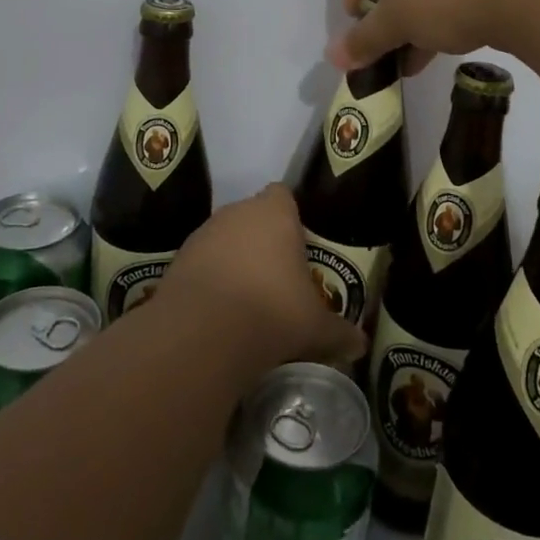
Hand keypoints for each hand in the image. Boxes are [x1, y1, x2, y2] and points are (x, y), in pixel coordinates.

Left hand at [158, 184, 365, 373]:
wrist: (202, 334)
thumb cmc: (272, 313)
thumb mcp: (316, 328)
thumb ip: (339, 332)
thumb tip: (361, 345)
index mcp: (275, 213)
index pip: (283, 195)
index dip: (291, 217)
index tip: (299, 246)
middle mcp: (237, 212)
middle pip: (253, 216)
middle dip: (263, 241)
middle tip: (278, 279)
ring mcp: (203, 233)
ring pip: (224, 238)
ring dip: (233, 260)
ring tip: (247, 301)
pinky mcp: (178, 259)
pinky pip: (201, 263)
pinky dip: (209, 280)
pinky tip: (218, 313)